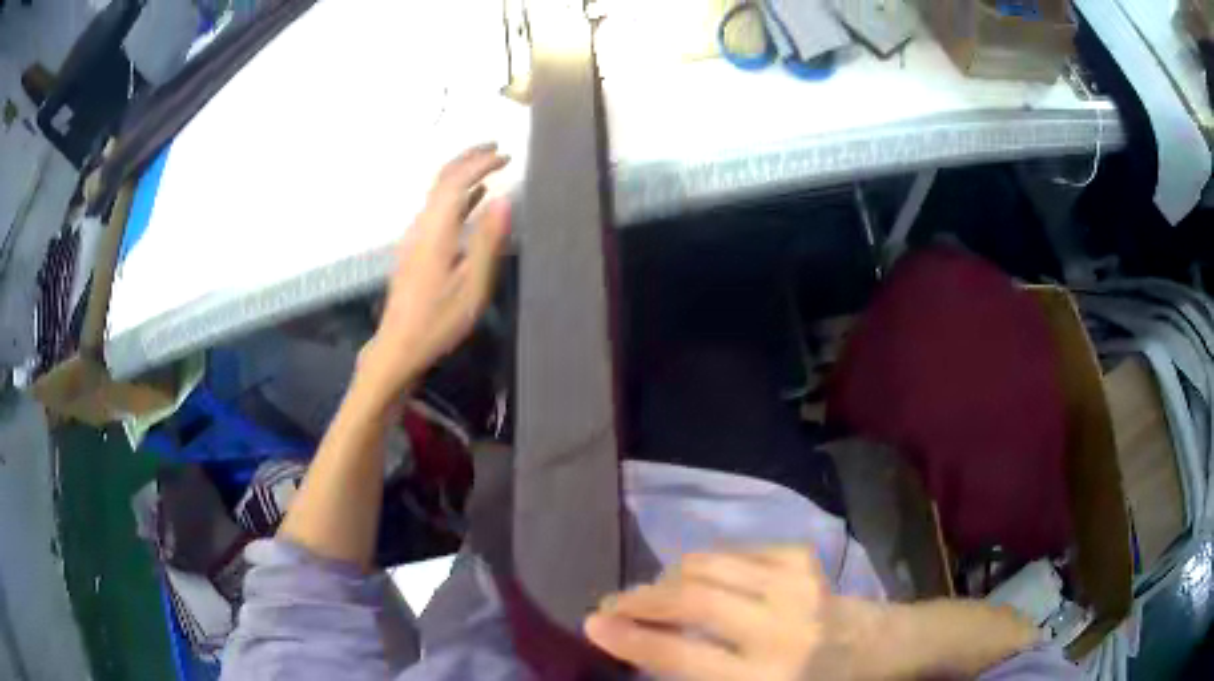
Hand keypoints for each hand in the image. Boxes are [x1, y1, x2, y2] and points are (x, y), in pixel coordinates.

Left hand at [359, 144, 510, 400]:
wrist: (397, 346)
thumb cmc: (438, 321)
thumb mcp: (471, 287)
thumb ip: (486, 242)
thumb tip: (504, 200)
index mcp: (435, 231)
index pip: (456, 182)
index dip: (480, 164)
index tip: (506, 156)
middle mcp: (421, 226)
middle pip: (441, 180)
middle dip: (468, 159)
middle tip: (496, 148)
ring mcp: (415, 237)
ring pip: (437, 193)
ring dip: (462, 175)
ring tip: (489, 166)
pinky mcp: (415, 249)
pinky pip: (437, 209)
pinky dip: (457, 196)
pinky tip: (474, 201)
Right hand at [584, 546, 887, 680]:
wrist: (872, 646)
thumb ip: (700, 674)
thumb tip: (645, 645)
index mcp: (765, 676)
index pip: (682, 657)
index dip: (631, 639)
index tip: (592, 623)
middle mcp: (780, 628)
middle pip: (692, 601)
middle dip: (641, 600)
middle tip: (612, 604)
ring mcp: (794, 584)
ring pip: (706, 565)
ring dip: (668, 579)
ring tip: (653, 594)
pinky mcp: (800, 558)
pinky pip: (733, 551)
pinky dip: (705, 565)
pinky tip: (703, 582)